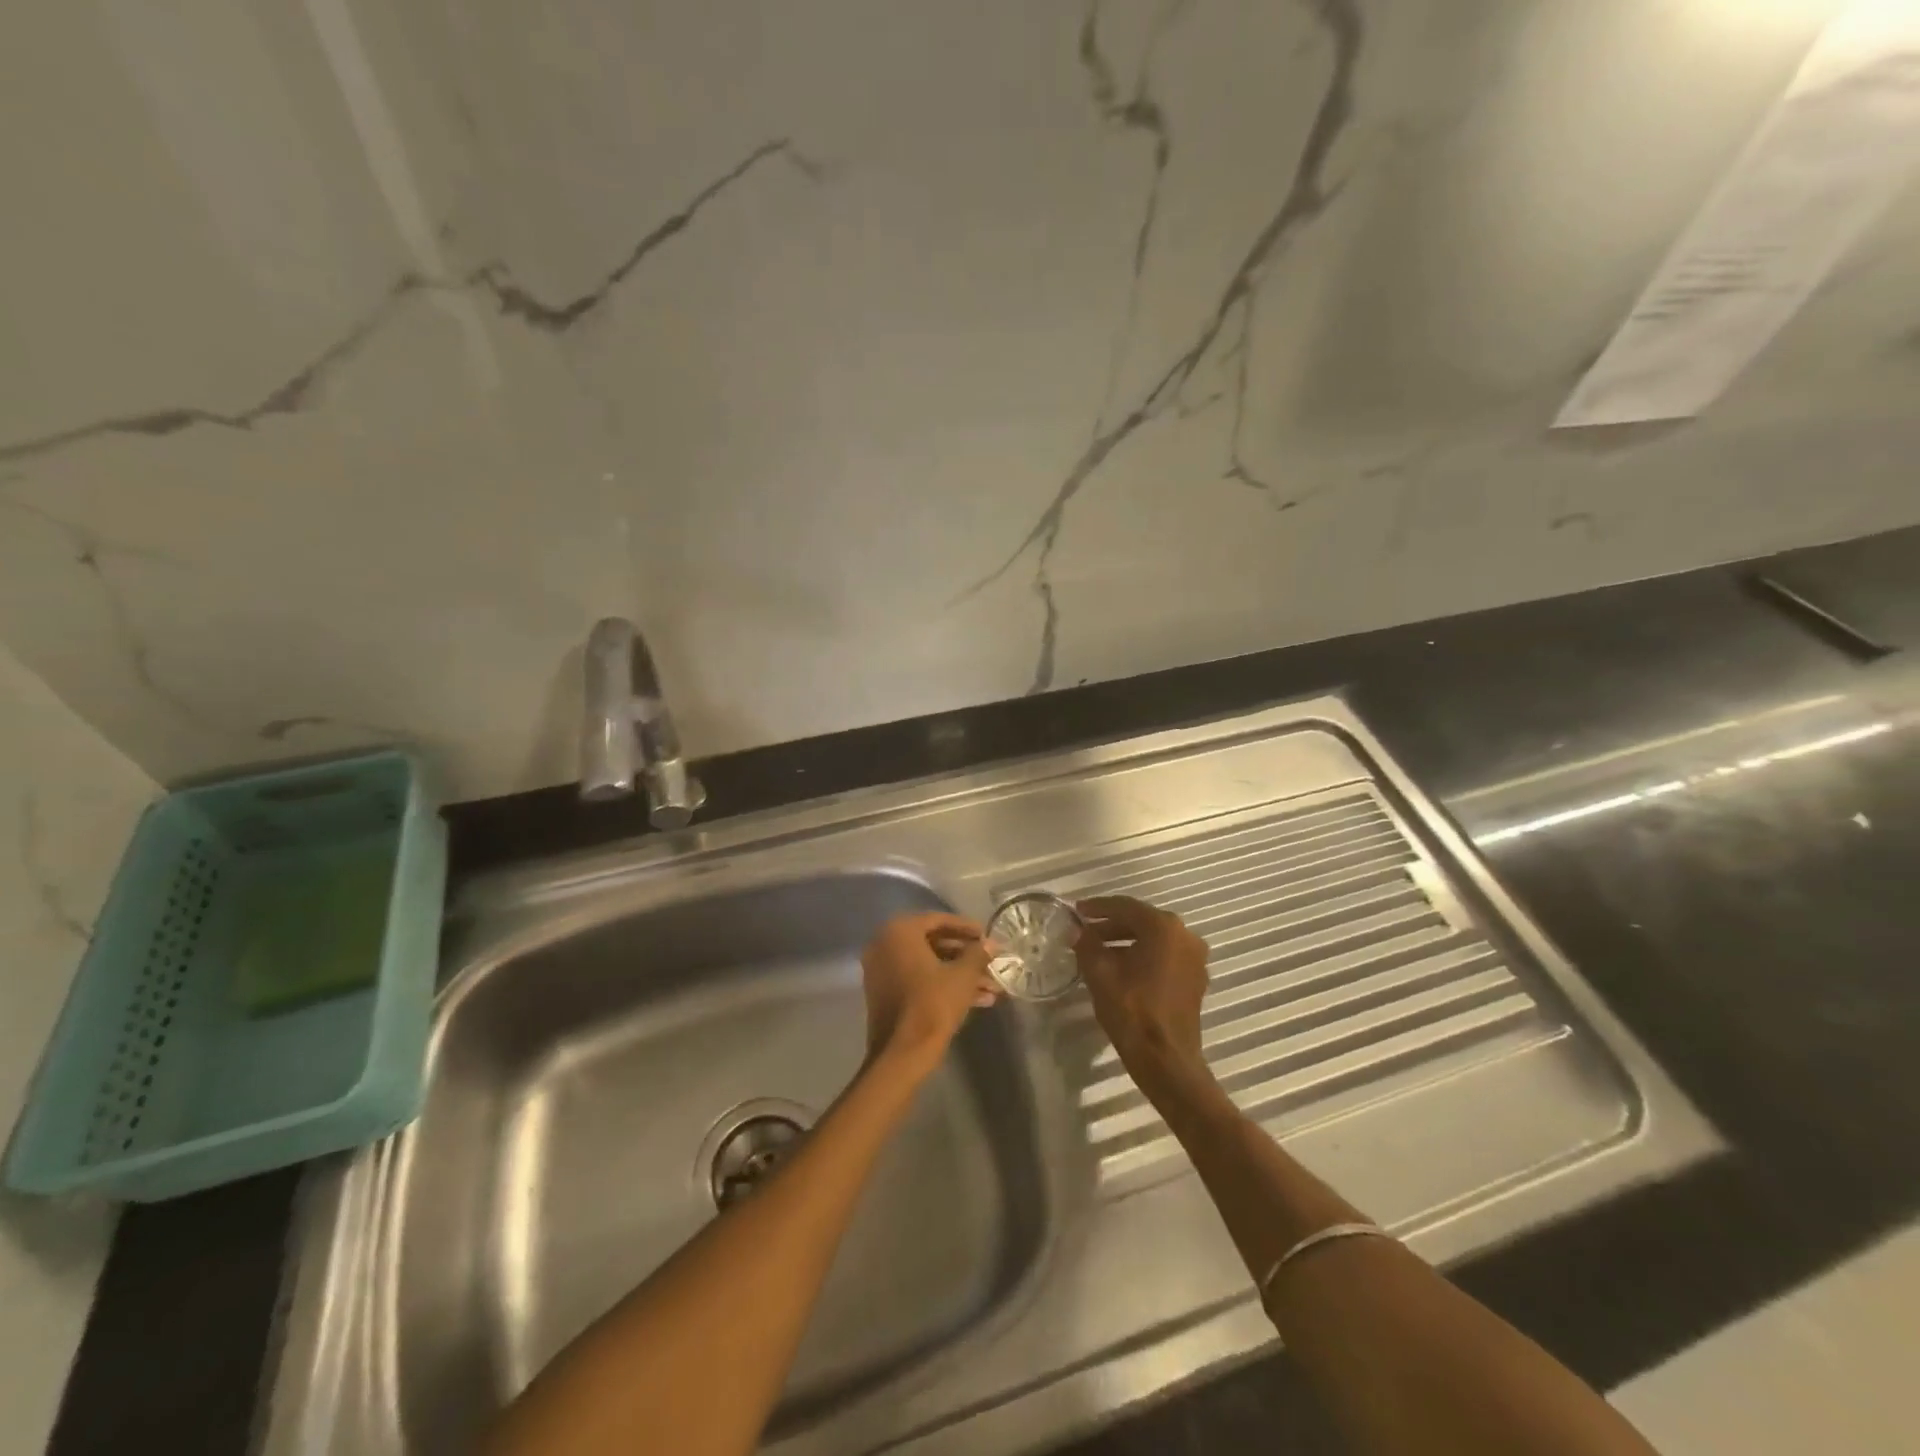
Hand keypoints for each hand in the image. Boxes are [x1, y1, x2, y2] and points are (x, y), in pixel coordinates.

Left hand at [860, 913, 1000, 1075]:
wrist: (901, 1054)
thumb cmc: (932, 1005)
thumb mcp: (962, 976)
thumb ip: (977, 954)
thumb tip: (991, 943)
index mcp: (899, 932)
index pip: (938, 920)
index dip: (967, 928)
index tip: (987, 936)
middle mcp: (884, 945)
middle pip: (933, 943)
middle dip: (966, 956)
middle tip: (991, 962)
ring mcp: (882, 971)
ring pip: (928, 965)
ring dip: (960, 974)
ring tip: (992, 988)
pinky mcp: (885, 994)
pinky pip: (918, 980)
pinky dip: (944, 985)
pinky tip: (978, 1000)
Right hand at [1075, 896, 1210, 1086]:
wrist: (1166, 1060)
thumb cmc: (1131, 1010)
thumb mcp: (1099, 973)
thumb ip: (1086, 944)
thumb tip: (1076, 929)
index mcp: (1164, 927)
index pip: (1125, 907)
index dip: (1097, 907)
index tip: (1076, 911)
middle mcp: (1185, 936)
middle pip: (1141, 921)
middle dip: (1111, 925)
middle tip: (1085, 931)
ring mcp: (1194, 958)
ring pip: (1154, 939)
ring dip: (1126, 941)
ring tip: (1097, 950)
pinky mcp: (1195, 979)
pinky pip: (1164, 956)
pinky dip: (1142, 955)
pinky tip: (1120, 967)